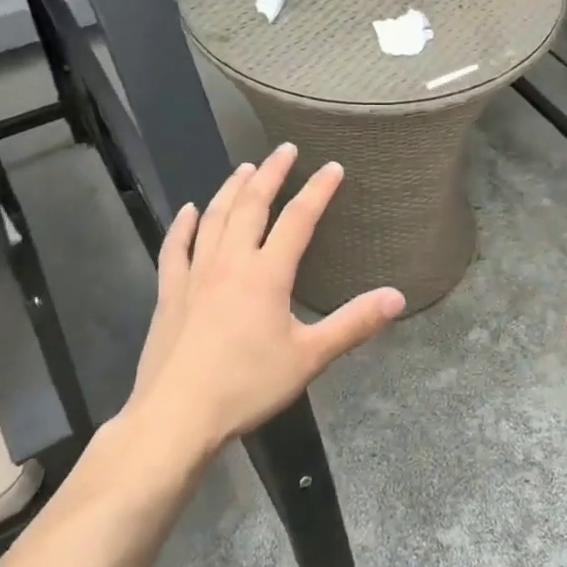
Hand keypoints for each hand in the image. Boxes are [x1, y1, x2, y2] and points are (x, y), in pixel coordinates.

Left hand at [127, 143, 405, 455]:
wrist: (176, 416)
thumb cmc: (247, 386)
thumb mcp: (309, 358)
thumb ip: (353, 324)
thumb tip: (397, 296)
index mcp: (267, 274)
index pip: (299, 219)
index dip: (318, 190)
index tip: (333, 166)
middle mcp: (230, 262)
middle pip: (252, 205)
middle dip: (271, 174)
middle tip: (284, 150)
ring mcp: (195, 274)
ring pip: (214, 218)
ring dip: (231, 189)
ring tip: (245, 168)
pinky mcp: (169, 292)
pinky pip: (175, 248)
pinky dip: (183, 225)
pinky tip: (189, 210)